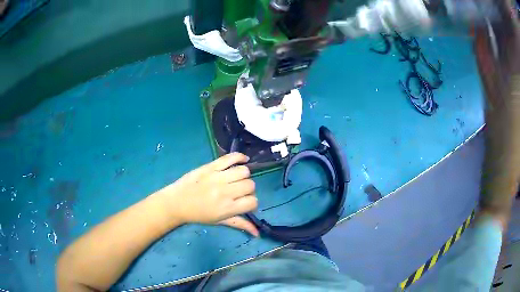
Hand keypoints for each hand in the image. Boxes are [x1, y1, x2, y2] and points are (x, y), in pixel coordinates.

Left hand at [155, 153, 258, 235]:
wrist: (176, 202)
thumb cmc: (198, 215)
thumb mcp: (219, 222)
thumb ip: (240, 225)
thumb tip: (258, 233)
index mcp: (227, 208)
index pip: (252, 201)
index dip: (252, 203)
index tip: (245, 204)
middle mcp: (225, 191)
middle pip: (250, 185)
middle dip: (248, 190)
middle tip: (239, 193)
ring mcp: (217, 177)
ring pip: (244, 171)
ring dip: (244, 176)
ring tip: (236, 180)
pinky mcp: (210, 166)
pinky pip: (230, 157)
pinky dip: (240, 157)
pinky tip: (243, 160)